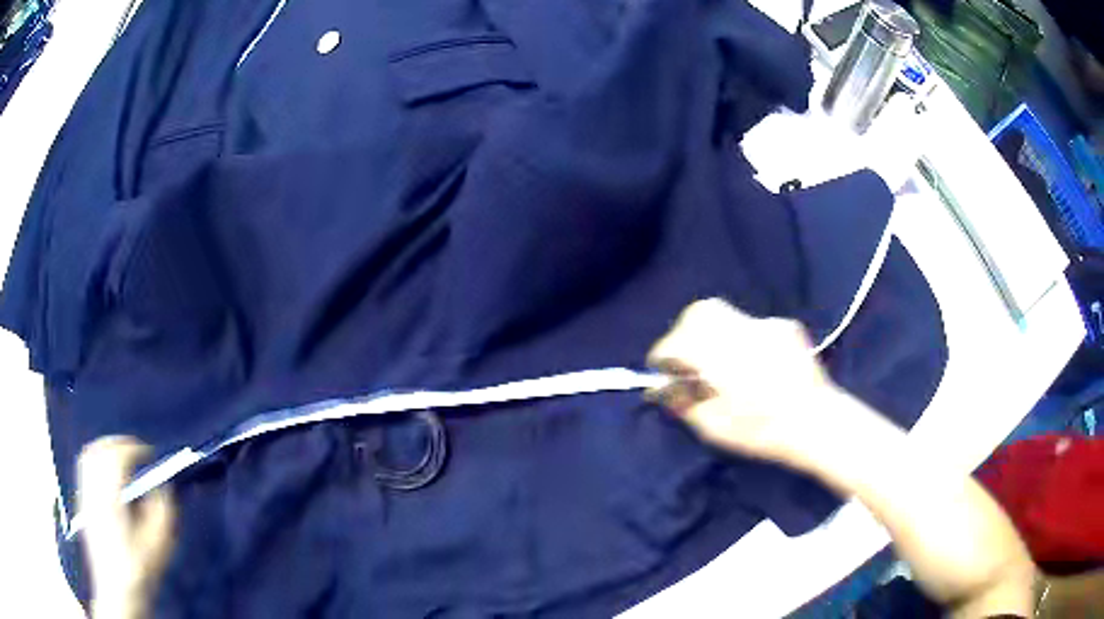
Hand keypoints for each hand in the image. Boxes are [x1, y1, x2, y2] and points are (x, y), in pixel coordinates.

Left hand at [78, 436, 175, 618]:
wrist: (115, 591)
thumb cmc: (138, 572)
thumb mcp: (158, 548)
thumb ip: (162, 514)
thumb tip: (162, 489)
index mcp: (111, 498)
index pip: (118, 457)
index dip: (135, 449)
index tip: (149, 454)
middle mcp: (93, 490)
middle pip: (100, 450)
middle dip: (119, 443)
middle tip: (137, 451)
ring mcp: (85, 495)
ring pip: (88, 455)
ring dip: (105, 449)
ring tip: (122, 457)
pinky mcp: (82, 503)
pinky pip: (84, 468)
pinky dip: (96, 460)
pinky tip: (107, 475)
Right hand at [646, 298, 832, 463]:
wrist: (816, 422)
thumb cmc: (762, 431)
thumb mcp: (713, 428)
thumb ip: (683, 403)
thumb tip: (661, 389)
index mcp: (719, 357)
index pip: (676, 342)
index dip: (663, 354)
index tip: (661, 369)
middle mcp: (740, 331)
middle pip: (701, 312)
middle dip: (685, 331)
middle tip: (686, 358)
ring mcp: (765, 325)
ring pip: (727, 316)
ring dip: (714, 334)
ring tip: (720, 363)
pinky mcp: (784, 327)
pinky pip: (752, 326)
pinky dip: (742, 340)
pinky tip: (753, 364)